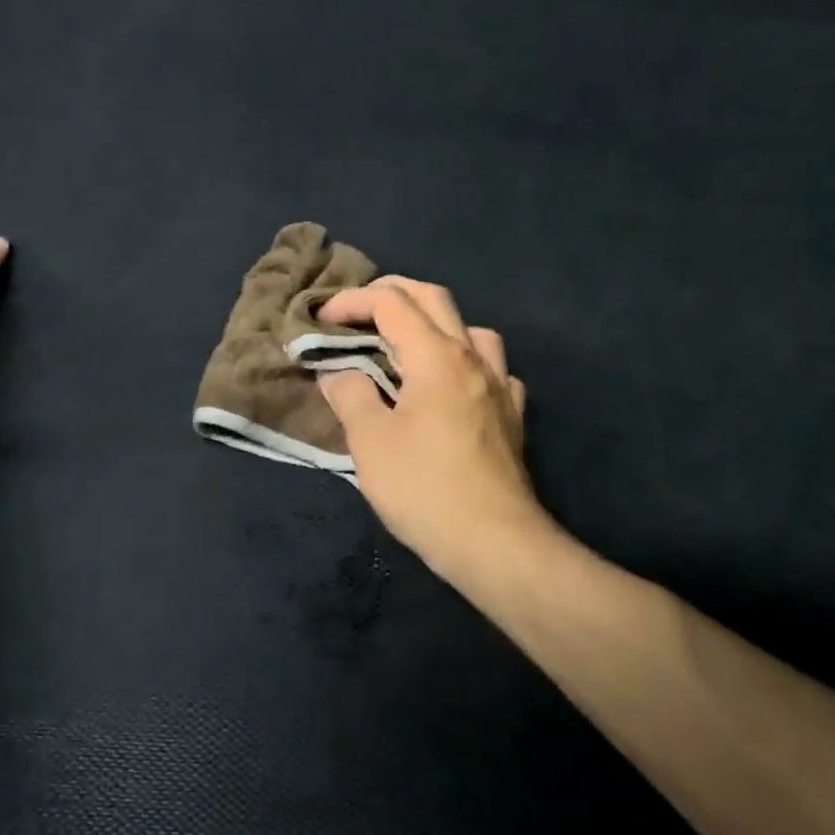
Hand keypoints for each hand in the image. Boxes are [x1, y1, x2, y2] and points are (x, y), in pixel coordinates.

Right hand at [316, 277, 553, 576]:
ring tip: (407, 346)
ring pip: (470, 328)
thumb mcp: (370, 441)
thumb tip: (337, 372)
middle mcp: (472, 358)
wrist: (494, 541)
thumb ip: (350, 395)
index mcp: (436, 356)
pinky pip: (492, 368)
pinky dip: (465, 361)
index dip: (352, 301)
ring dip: (434, 322)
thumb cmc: (424, 488)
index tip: (322, 320)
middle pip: (434, 299)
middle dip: (391, 293)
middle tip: (358, 312)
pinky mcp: (512, 415)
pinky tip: (454, 387)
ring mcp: (500, 385)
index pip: (391, 303)